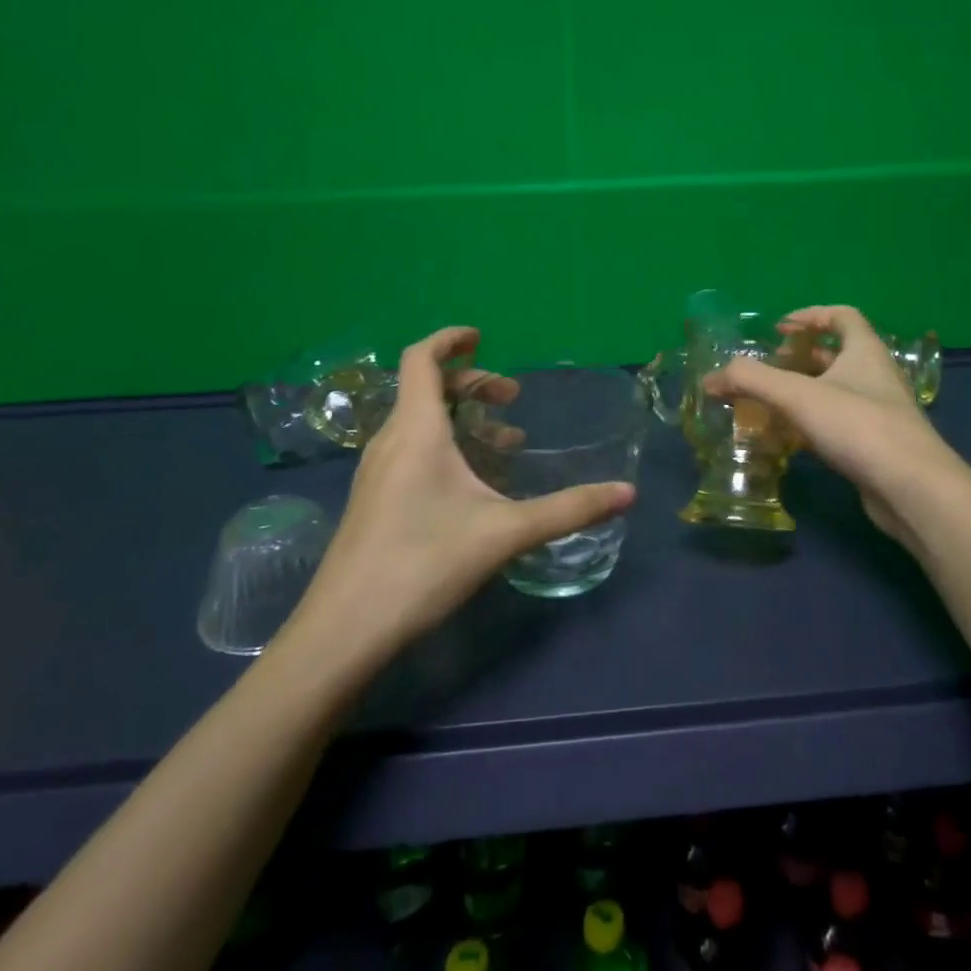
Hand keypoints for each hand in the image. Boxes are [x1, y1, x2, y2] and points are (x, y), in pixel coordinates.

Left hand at [273, 327, 635, 684]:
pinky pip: (411, 450)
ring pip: (419, 422)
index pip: (421, 359)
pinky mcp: (373, 500)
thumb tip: (627, 494)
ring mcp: (376, 472)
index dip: (449, 339)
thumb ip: (569, 509)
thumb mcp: (505, 533)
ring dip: (461, 418)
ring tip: (506, 444)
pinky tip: (473, 485)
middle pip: (425, 388)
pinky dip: (445, 445)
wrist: (343, 632)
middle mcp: (390, 442)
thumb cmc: (423, 564)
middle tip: (512, 400)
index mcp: (416, 431)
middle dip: (471, 383)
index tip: (482, 337)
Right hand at [703, 306, 955, 550]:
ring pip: (835, 392)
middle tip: (765, 370)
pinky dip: (811, 425)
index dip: (810, 315)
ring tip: (768, 404)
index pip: (842, 315)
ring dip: (803, 393)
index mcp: (865, 350)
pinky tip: (789, 440)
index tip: (779, 329)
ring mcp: (878, 412)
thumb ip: (751, 380)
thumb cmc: (858, 426)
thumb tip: (710, 378)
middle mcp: (875, 375)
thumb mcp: (798, 395)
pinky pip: (838, 424)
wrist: (912, 488)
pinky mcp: (875, 445)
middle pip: (836, 354)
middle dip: (798, 359)